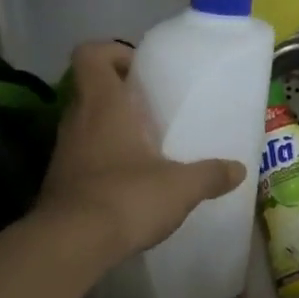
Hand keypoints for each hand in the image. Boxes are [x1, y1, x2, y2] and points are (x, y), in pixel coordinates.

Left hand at [35, 42, 245, 266]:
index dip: (113, 52)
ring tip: (148, 146)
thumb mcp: (181, 186)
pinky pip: (83, 155)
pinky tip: (131, 181)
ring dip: (112, 127)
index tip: (141, 69)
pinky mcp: (60, 181)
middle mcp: (77, 120)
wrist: (70, 245)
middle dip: (121, 93)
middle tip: (154, 108)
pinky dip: (104, 159)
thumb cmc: (126, 197)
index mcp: (104, 105)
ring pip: (86, 123)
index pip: (91, 54)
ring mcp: (64, 151)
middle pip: (91, 88)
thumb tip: (238, 170)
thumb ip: (211, 174)